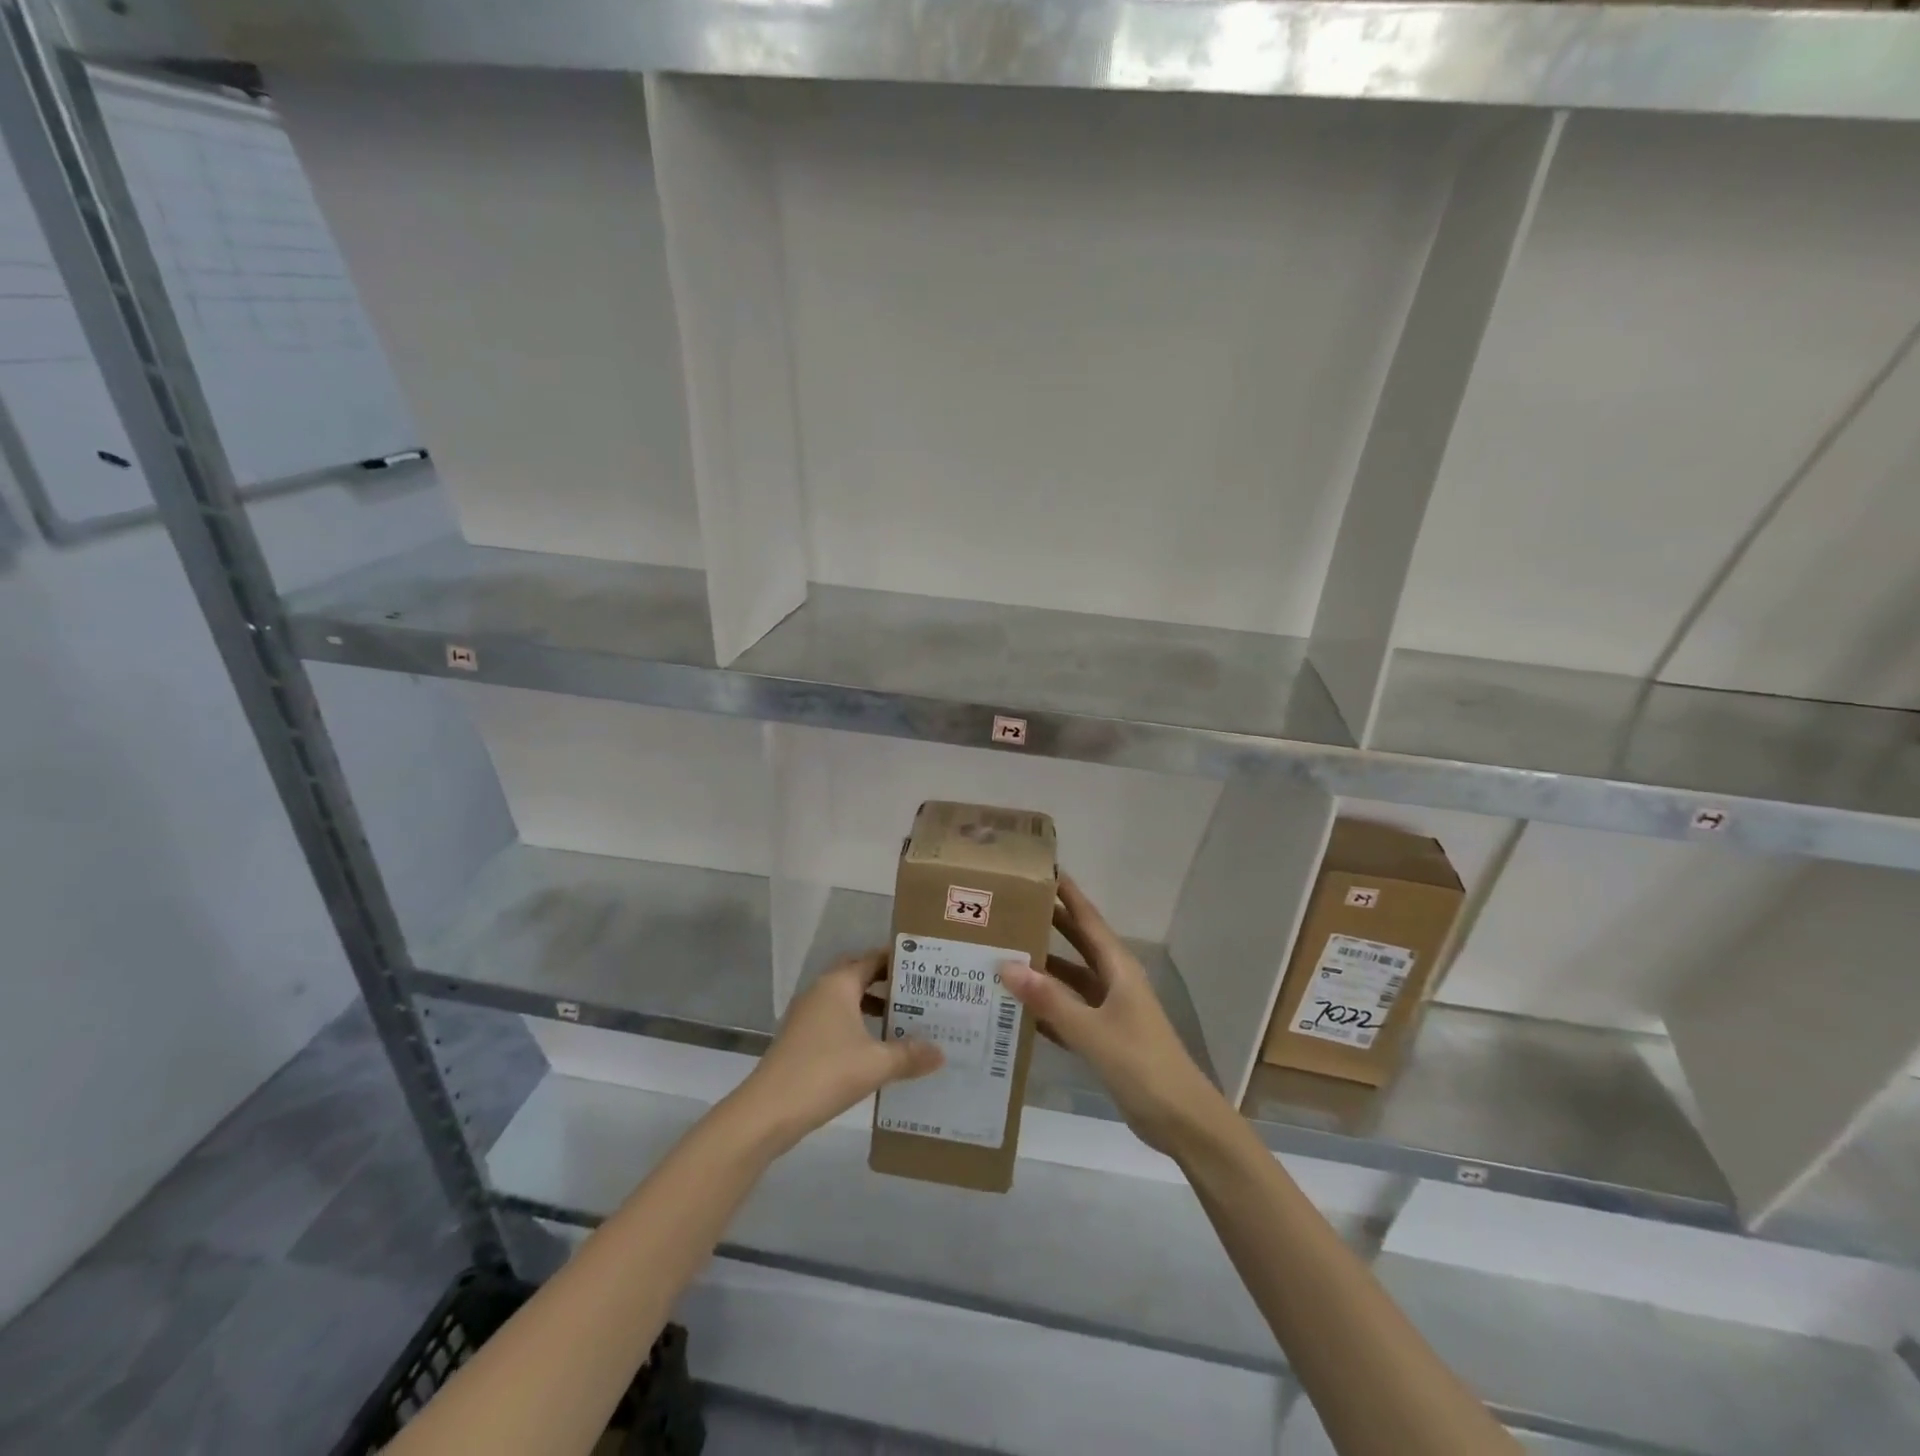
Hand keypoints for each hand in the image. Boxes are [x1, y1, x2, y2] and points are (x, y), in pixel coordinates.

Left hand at [733, 949, 942, 1152]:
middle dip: (886, 981)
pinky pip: (836, 1019)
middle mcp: (821, 991)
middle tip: (918, 991)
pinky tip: (875, 1048)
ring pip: (846, 999)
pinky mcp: (800, 1038)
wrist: (768, 1111)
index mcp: (838, 984)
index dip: (899, 961)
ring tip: (904, 1019)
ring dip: (871, 1005)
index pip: (873, 958)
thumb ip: (910, 1055)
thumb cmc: (825, 1073)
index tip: (926, 966)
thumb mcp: (876, 1064)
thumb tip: (941, 1052)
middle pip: (858, 974)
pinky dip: (857, 1024)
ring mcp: (807, 1015)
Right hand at [1000, 873, 1223, 1155]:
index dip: (1067, 893)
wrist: (1181, 1120)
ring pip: (1070, 978)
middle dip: (1048, 923)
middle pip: (1077, 943)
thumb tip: (1006, 965)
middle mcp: (1113, 981)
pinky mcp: (1105, 1037)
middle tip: (1009, 906)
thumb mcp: (1092, 1031)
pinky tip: (1017, 1006)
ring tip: (1003, 952)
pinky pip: (1069, 1011)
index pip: (1087, 919)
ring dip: (1042, 967)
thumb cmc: (1141, 1065)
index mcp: (1118, 968)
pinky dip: (1046, 1005)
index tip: (1041, 868)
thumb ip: (1050, 1001)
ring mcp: (1110, 1010)